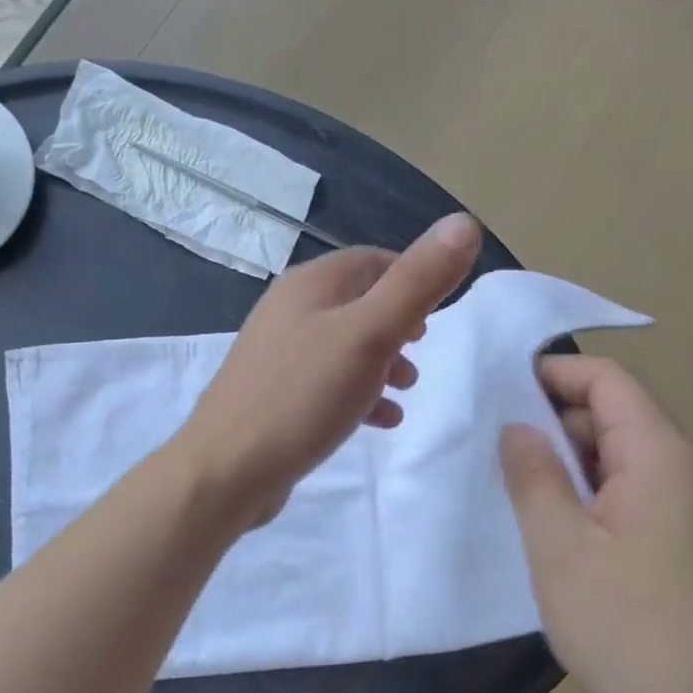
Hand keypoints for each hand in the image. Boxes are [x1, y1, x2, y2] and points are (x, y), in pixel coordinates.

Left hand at [179, 213, 482, 528]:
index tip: (442, 311)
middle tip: (423, 349)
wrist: (227, 469)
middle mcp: (290, 310)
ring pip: (345, 344)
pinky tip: (380, 421)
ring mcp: (278, 354)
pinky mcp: (275, 394)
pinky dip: (359, 392)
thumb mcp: (371, 334)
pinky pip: (327, 382)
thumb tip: (464, 223)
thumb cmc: (303, 396)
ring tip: (407, 389)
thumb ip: (418, 282)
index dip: (412, 278)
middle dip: (399, 324)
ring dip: (382, 361)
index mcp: (311, 285)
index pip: (373, 261)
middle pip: (358, 303)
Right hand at [499, 356, 692, 692]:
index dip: (554, 374)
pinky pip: (641, 492)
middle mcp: (692, 469)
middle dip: (557, 425)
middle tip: (499, 455)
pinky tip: (566, 531)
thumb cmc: (629, 630)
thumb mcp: (560, 549)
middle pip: (618, 416)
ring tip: (524, 494)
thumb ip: (533, 476)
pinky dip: (598, 494)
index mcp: (664, 457)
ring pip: (626, 457)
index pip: (608, 382)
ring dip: (575, 464)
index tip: (500, 391)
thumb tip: (518, 427)